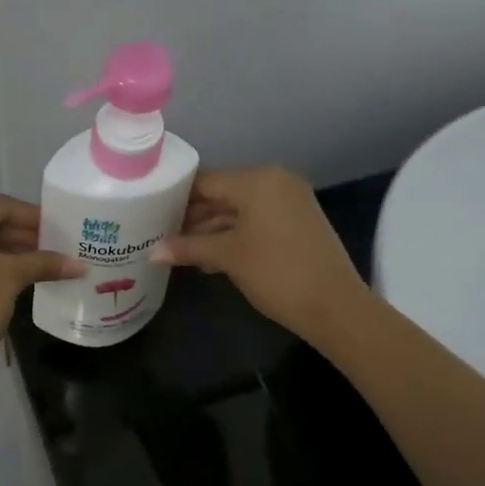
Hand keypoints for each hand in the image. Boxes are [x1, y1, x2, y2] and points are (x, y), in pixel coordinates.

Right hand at [150, 166, 370, 342]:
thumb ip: (188, 248)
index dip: (176, 197)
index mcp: (257, 180)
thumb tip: (152, 253)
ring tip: (180, 250)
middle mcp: (275, 181)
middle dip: (193, 216)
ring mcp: (290, 201)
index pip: (205, 180)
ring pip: (239, 209)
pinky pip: (257, 220)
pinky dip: (234, 234)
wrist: (334, 305)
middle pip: (222, 193)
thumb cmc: (276, 272)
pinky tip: (210, 257)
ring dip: (212, 229)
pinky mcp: (297, 221)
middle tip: (161, 234)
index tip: (150, 212)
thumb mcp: (228, 257)